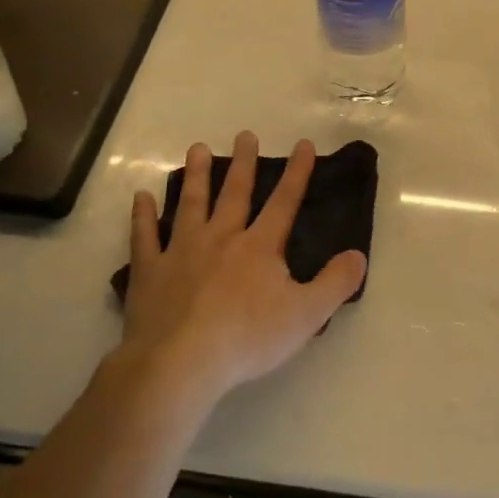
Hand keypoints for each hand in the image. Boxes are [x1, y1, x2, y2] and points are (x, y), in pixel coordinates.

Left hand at [118, 132, 367, 401]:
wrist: (180, 363)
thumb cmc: (247, 338)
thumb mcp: (307, 314)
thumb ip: (336, 283)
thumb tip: (358, 254)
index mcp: (259, 247)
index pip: (284, 202)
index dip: (297, 172)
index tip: (302, 144)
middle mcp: (221, 238)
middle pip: (234, 194)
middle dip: (243, 163)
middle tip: (245, 135)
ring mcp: (181, 251)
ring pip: (190, 204)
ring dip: (196, 175)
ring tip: (198, 148)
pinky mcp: (149, 271)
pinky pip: (144, 237)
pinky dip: (142, 216)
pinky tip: (140, 197)